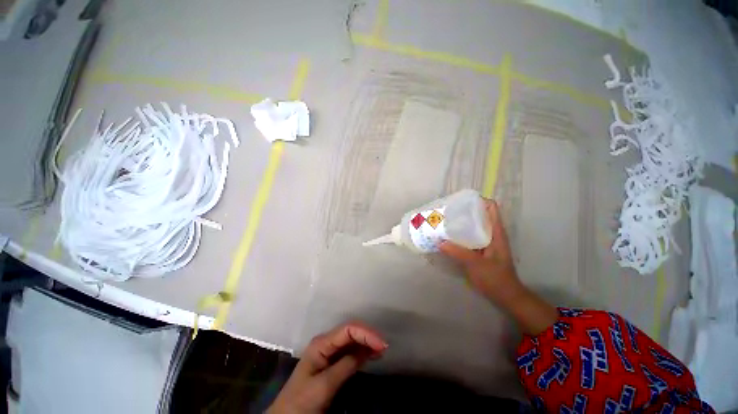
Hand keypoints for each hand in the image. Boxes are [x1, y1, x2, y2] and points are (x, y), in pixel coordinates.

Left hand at [268, 322, 387, 412]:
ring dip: (367, 343)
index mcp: (322, 343)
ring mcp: (329, 352)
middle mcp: (326, 343)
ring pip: (352, 340)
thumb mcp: (324, 386)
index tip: (381, 344)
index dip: (366, 333)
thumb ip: (345, 365)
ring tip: (382, 350)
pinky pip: (350, 352)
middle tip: (384, 347)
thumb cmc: (302, 401)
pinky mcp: (332, 362)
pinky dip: (363, 351)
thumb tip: (365, 350)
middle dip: (368, 336)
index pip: (348, 329)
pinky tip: (372, 354)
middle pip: (351, 332)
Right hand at [439, 200, 520, 303]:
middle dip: (465, 211)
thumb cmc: (495, 278)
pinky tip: (449, 237)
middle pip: (480, 215)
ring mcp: (486, 242)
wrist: (506, 296)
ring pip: (474, 226)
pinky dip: (460, 234)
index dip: (479, 200)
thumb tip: (438, 241)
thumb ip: (457, 252)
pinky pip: (469, 237)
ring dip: (461, 223)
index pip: (491, 208)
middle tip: (448, 211)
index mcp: (496, 232)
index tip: (462, 201)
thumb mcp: (476, 264)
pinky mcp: (480, 250)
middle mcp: (492, 234)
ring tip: (445, 221)